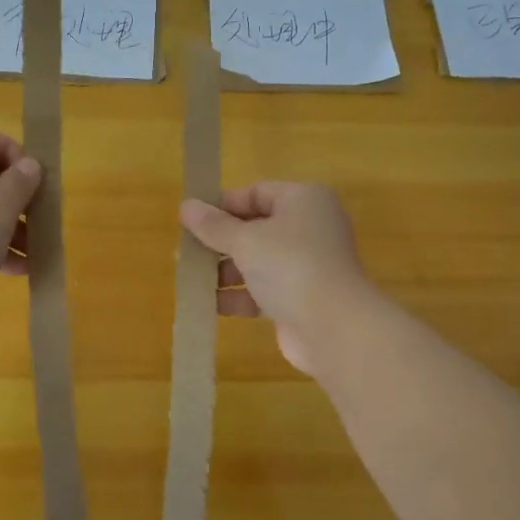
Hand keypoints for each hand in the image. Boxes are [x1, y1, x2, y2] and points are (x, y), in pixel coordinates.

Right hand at [179, 182, 371, 376]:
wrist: (333, 326)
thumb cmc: (289, 266)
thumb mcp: (245, 240)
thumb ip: (213, 225)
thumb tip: (186, 206)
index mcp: (304, 200)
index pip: (257, 193)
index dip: (223, 205)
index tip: (192, 220)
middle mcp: (310, 227)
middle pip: (257, 228)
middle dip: (222, 242)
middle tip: (188, 252)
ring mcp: (309, 264)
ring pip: (260, 261)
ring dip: (228, 271)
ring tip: (195, 281)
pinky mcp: (303, 297)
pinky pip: (266, 289)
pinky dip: (242, 296)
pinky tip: (213, 305)